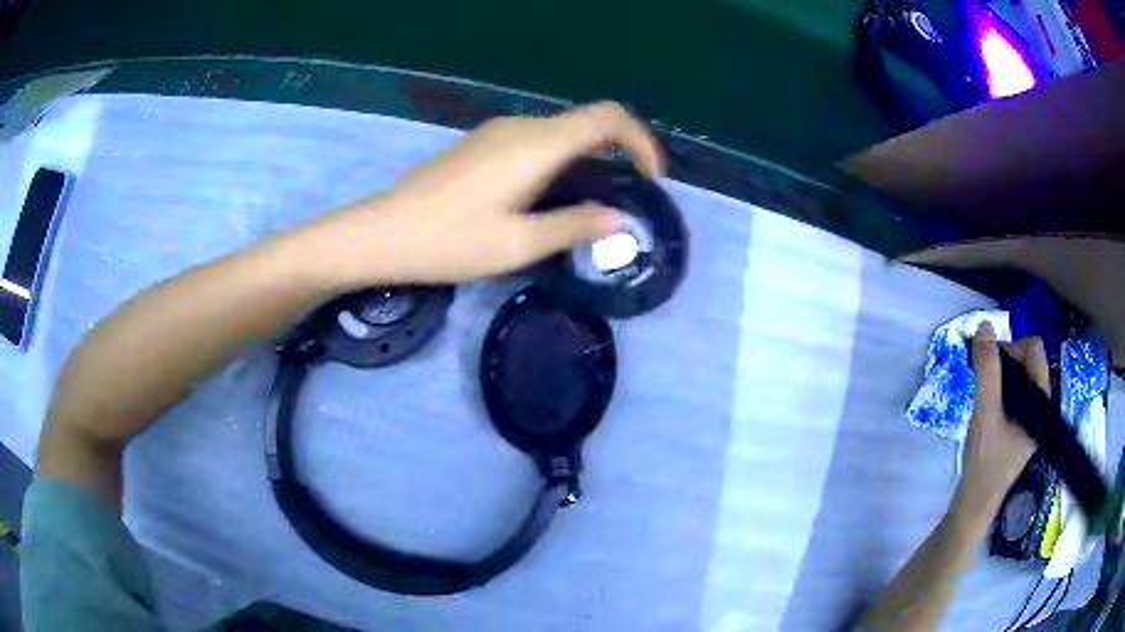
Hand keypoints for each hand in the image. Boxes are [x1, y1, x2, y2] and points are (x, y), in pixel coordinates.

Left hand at [319, 101, 663, 285]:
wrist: (384, 232)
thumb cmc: (449, 241)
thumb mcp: (518, 244)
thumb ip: (575, 226)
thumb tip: (622, 220)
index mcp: (536, 144)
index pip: (607, 117)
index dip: (640, 140)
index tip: (651, 179)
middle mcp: (521, 126)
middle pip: (587, 122)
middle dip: (618, 154)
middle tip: (624, 201)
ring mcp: (497, 132)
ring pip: (561, 133)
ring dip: (587, 161)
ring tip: (590, 206)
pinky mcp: (482, 144)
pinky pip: (537, 142)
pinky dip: (560, 162)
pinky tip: (548, 199)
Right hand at [953, 321, 1046, 524]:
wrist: (976, 502)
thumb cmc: (985, 459)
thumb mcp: (984, 411)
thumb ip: (987, 368)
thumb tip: (985, 325)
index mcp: (1041, 399)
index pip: (1034, 349)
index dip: (1011, 347)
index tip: (989, 365)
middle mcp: (1042, 404)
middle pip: (1028, 360)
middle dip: (1005, 361)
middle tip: (983, 379)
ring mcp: (1032, 416)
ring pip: (1021, 376)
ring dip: (1001, 375)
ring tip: (983, 392)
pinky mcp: (1022, 426)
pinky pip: (1016, 392)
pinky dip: (1001, 389)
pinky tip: (988, 406)